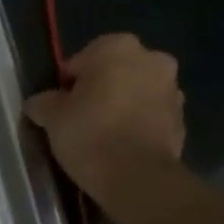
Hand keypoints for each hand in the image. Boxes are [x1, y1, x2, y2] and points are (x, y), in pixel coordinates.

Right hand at [24, 32, 185, 183]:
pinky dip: (137, 126)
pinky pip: (151, 117)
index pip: (82, 59)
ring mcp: (173, 91)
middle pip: (116, 72)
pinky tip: (120, 147)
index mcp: (118, 47)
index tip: (60, 106)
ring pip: (137, 93)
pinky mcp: (182, 122)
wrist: (136, 177)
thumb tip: (40, 103)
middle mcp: (152, 60)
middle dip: (101, 89)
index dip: (68, 83)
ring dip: (122, 106)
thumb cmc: (89, 133)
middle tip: (80, 117)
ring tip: (101, 136)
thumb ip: (43, 102)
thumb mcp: (51, 116)